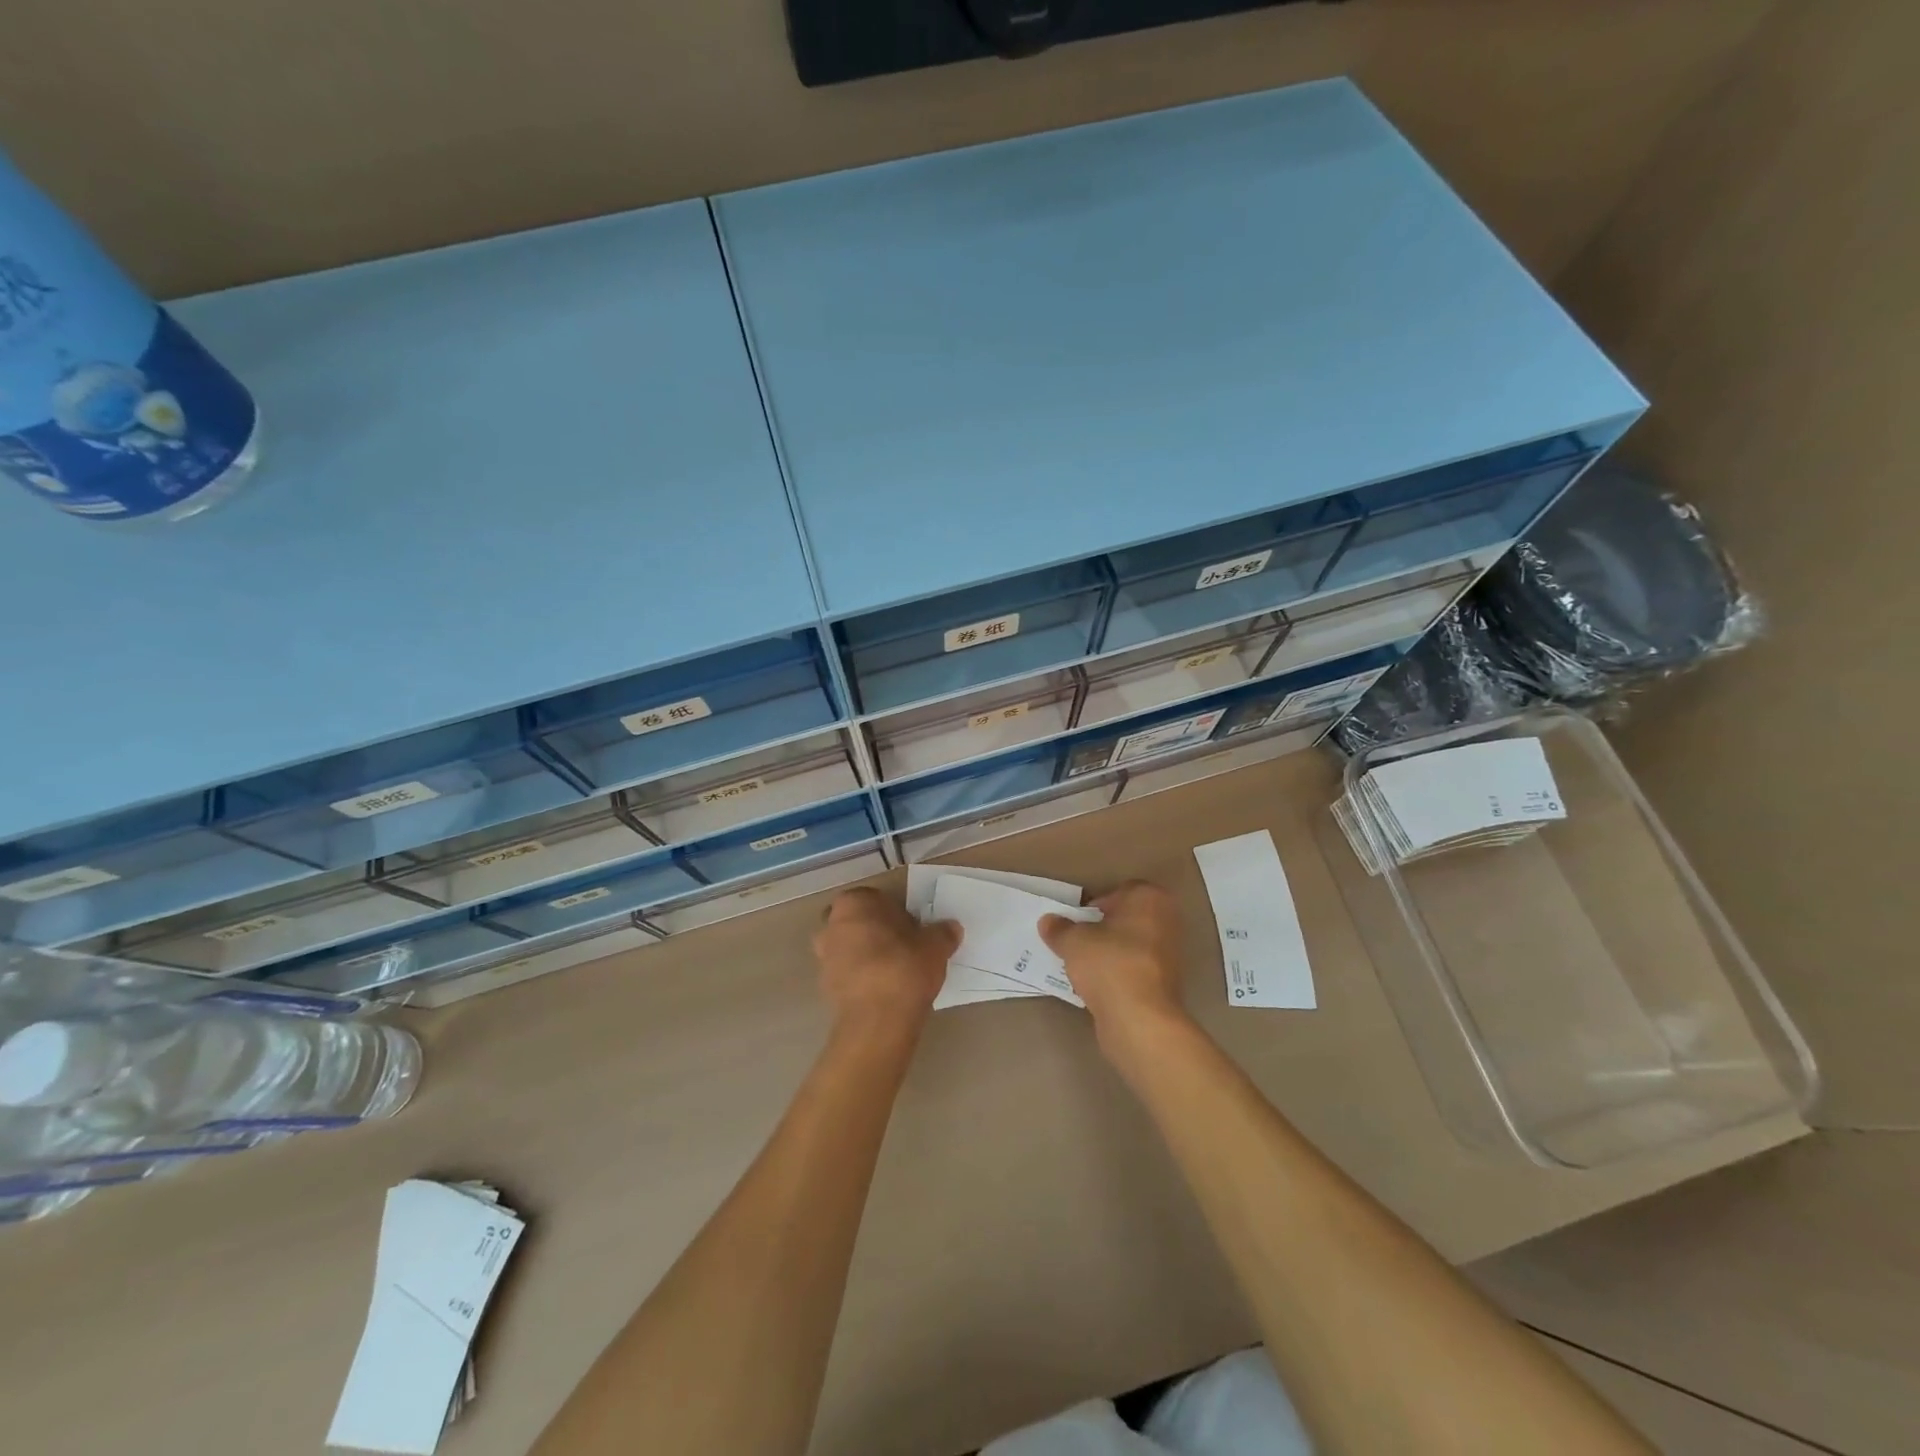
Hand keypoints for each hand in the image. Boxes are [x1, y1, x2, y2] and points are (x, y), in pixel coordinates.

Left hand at [813, 888, 957, 1040]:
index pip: (874, 898)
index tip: (912, 928)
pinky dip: (862, 979)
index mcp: (854, 903)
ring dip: (867, 956)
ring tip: (896, 972)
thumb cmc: (904, 967)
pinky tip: (884, 991)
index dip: (894, 912)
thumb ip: (942, 932)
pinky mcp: (825, 988)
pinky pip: (848, 975)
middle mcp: (831, 925)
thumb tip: (951, 928)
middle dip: (876, 932)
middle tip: (904, 947)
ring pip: (850, 949)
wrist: (877, 1020)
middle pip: (858, 923)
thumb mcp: (935, 945)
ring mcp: (824, 958)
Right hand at [1040, 881, 1191, 1058]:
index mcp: (1149, 898)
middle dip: (1102, 928)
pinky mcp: (1165, 984)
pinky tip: (1097, 986)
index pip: (1119, 891)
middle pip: (1126, 919)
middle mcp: (1167, 920)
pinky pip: (1134, 970)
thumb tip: (1048, 922)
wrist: (1139, 1018)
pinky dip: (1118, 974)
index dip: (1095, 904)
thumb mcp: (1073, 941)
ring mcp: (1170, 954)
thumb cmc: (1109, 963)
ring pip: (1131, 945)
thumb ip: (1059, 928)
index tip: (1077, 921)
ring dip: (1109, 953)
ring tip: (1082, 965)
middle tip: (1077, 940)